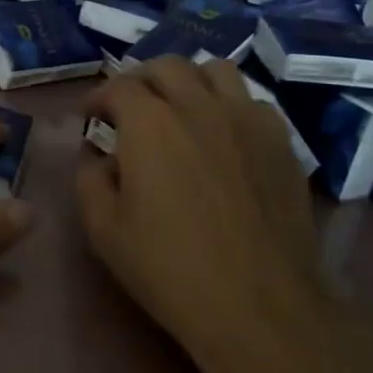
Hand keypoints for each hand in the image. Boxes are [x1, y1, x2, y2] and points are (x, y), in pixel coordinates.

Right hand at [77, 57, 339, 372]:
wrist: (259, 306)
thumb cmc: (169, 269)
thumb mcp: (104, 230)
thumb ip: (90, 180)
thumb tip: (100, 158)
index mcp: (150, 124)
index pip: (118, 86)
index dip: (99, 98)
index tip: (92, 117)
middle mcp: (199, 106)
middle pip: (167, 65)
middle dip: (140, 79)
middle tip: (131, 107)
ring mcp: (247, 119)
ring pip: (215, 70)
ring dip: (189, 80)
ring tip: (181, 107)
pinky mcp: (281, 142)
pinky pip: (252, 101)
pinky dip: (230, 105)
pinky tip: (224, 135)